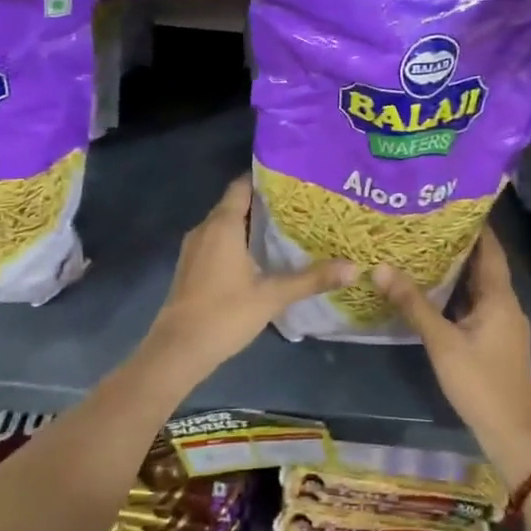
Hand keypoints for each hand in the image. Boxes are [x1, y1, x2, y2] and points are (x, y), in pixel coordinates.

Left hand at [141, 176, 356, 385]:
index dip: (266, 180)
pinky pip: (217, 241)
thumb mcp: (272, 296)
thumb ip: (311, 279)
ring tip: (286, 229)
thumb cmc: (225, 314)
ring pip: (225, 224)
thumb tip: (354, 268)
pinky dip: (237, 241)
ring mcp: (194, 248)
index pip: (243, 185)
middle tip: (300, 206)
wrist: (177, 351)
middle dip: (265, 203)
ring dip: (251, 224)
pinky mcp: (191, 266)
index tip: (294, 181)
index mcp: (223, 225)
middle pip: (236, 204)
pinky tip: (260, 257)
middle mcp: (205, 228)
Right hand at [375, 227, 530, 487]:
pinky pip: (478, 304)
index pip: (490, 248)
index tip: (450, 202)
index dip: (475, 224)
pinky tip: (436, 291)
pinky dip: (459, 292)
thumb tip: (381, 267)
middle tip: (427, 222)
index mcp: (499, 297)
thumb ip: (413, 304)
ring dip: (459, 269)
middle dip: (460, 243)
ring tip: (426, 248)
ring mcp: (504, 324)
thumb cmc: (480, 383)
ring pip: (481, 286)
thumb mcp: (442, 342)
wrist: (513, 434)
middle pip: (485, 265)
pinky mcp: (498, 340)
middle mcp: (506, 304)